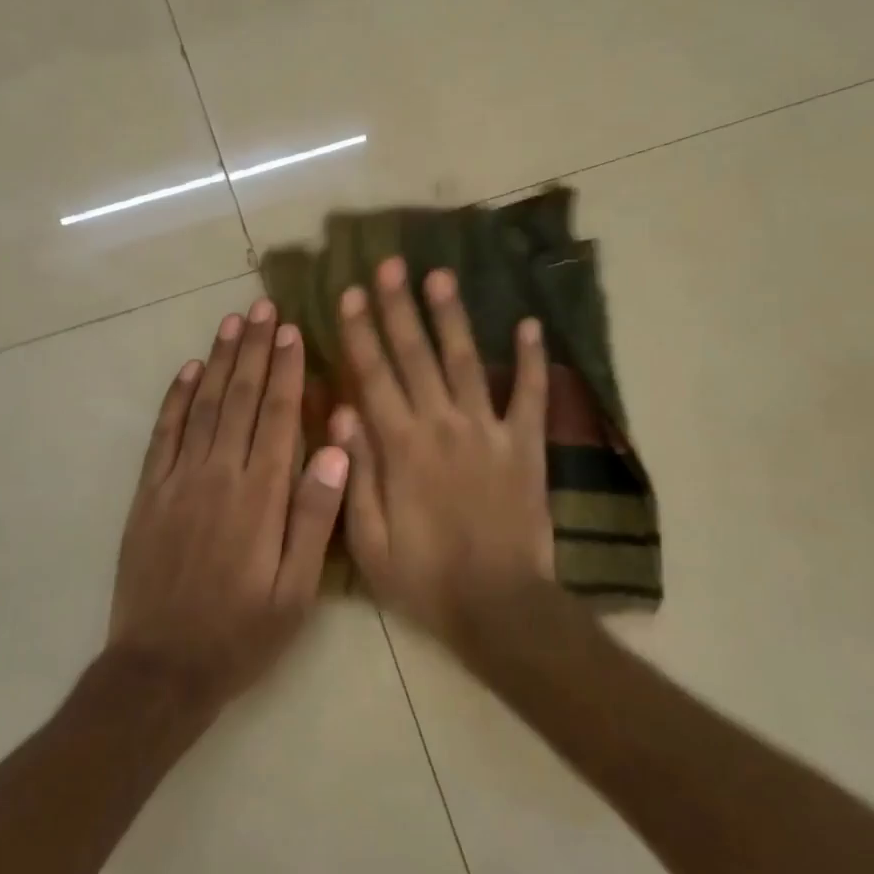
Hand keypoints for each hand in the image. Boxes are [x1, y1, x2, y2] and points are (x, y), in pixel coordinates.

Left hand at [108, 300, 349, 715]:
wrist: (161, 670)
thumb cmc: (242, 633)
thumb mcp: (297, 592)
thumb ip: (316, 517)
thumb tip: (335, 448)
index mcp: (260, 497)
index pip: (276, 416)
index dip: (285, 370)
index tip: (291, 330)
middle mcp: (218, 475)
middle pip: (239, 398)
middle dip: (253, 349)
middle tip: (262, 306)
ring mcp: (178, 481)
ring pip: (202, 406)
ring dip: (219, 360)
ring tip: (231, 321)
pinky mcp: (149, 493)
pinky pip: (163, 433)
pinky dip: (176, 397)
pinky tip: (189, 369)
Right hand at [332, 258, 554, 646]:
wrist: (499, 608)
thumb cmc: (425, 578)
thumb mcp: (369, 539)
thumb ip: (354, 472)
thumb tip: (341, 410)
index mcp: (401, 446)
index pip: (374, 375)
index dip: (361, 332)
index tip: (351, 293)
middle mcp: (442, 425)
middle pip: (416, 355)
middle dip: (400, 307)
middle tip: (391, 265)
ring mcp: (487, 431)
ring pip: (466, 362)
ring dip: (452, 316)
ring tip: (441, 275)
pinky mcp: (525, 445)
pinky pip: (531, 395)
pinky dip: (533, 359)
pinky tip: (530, 325)